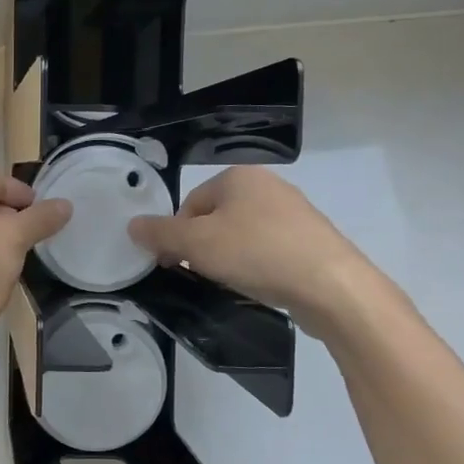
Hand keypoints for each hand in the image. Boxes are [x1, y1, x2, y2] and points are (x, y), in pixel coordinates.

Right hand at [127, 166, 379, 336]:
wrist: (331, 286)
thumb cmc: (256, 253)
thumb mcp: (197, 244)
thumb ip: (161, 233)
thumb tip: (132, 225)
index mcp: (239, 177)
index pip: (190, 203)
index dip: (175, 235)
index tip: (173, 265)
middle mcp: (268, 185)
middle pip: (216, 218)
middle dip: (202, 247)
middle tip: (201, 275)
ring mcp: (294, 212)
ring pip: (242, 235)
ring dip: (229, 258)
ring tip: (231, 283)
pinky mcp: (312, 240)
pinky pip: (269, 249)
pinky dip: (257, 266)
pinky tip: (258, 285)